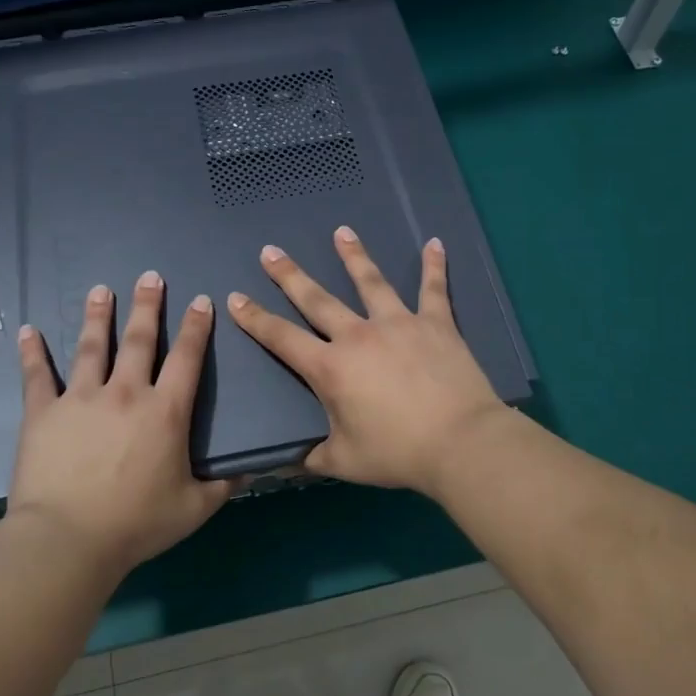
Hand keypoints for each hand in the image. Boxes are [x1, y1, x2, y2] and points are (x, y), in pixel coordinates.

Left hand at [6, 272, 235, 574]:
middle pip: (138, 339)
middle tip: (149, 276)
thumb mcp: (194, 508)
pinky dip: (32, 352)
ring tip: (100, 290)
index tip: (200, 300)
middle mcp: (125, 393)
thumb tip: (255, 468)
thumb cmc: (137, 524)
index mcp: (165, 411)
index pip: (186, 358)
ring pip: (91, 346)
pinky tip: (27, 330)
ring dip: (97, 316)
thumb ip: (225, 484)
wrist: (69, 539)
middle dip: (147, 305)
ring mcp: (81, 398)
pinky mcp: (44, 412)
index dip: (196, 327)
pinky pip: (37, 375)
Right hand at [226, 227, 510, 493]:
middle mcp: (358, 336)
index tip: (236, 298)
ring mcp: (398, 324)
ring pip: (370, 282)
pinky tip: (434, 243)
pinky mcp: (436, 324)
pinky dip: (434, 266)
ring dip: (354, 255)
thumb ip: (312, 457)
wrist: (460, 443)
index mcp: (331, 368)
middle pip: (317, 299)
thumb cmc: (398, 453)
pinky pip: (433, 290)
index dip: (255, 319)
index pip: (282, 338)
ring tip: (342, 232)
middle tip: (271, 252)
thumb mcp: (345, 462)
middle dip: (290, 276)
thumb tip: (284, 463)